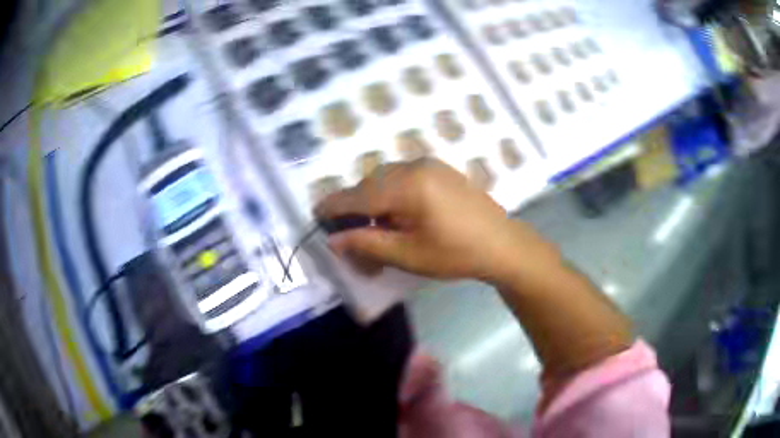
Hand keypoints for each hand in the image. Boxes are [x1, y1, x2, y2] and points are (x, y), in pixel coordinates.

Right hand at [314, 159, 557, 282]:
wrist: (503, 244)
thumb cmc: (457, 254)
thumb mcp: (408, 255)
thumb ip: (367, 244)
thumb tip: (334, 239)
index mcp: (407, 186)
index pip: (358, 196)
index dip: (334, 207)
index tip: (316, 215)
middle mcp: (414, 166)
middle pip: (369, 186)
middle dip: (356, 211)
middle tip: (353, 239)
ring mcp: (429, 165)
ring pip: (384, 180)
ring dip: (373, 203)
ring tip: (378, 231)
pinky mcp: (438, 170)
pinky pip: (402, 177)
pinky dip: (391, 195)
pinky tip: (398, 216)